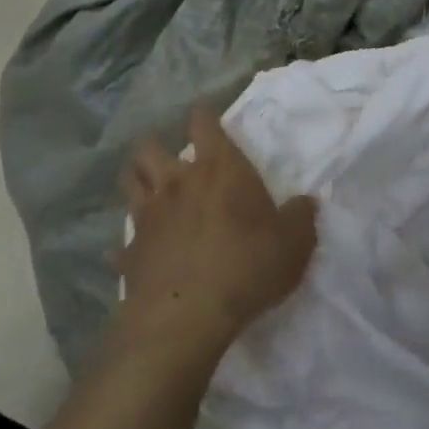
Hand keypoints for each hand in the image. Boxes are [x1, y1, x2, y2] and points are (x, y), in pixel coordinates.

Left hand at [117, 111, 318, 363]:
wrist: (188, 315)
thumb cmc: (248, 265)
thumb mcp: (295, 242)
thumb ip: (301, 217)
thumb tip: (306, 203)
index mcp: (219, 169)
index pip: (205, 124)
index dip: (204, 116)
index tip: (204, 114)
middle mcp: (177, 182)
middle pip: (151, 147)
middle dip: (156, 145)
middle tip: (168, 156)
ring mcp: (147, 216)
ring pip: (129, 182)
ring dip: (136, 180)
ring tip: (147, 188)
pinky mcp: (130, 252)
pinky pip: (122, 244)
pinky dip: (128, 246)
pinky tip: (132, 255)